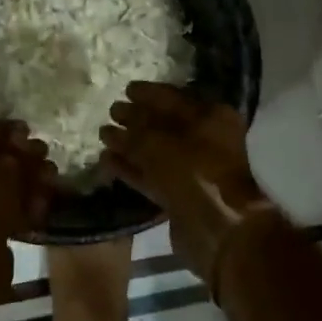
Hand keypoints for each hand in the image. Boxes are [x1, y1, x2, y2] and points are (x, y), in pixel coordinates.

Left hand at [0, 124, 57, 298]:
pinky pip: (2, 216)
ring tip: (53, 180)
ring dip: (26, 184)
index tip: (29, 132)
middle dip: (20, 159)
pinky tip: (44, 206)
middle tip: (45, 156)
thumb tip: (26, 145)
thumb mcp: (3, 165)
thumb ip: (17, 152)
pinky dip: (23, 209)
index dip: (4, 131)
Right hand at [99, 83, 272, 286]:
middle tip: (111, 111)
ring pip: (156, 151)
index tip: (125, 89)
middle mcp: (205, 140)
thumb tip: (114, 125)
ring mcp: (193, 169)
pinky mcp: (180, 195)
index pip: (173, 97)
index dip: (148, 93)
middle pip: (164, 124)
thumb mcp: (160, 144)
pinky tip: (107, 160)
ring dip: (130, 144)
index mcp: (210, 117)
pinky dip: (131, 168)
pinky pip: (151, 176)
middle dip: (136, 118)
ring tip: (103, 135)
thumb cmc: (194, 172)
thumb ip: (136, 131)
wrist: (218, 230)